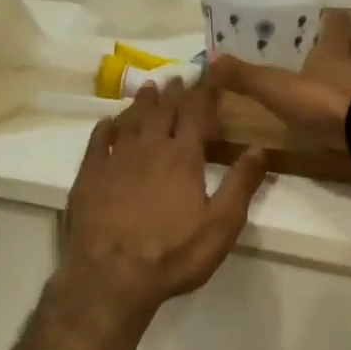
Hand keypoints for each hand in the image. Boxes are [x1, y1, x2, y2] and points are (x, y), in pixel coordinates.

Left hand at [55, 79, 269, 327]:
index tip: (212, 72)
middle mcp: (149, 148)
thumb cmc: (173, 255)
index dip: (205, 90)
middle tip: (180, 77)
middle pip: (163, 110)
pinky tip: (109, 122)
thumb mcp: (220, 226)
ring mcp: (116, 159)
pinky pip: (99, 141)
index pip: (197, 112)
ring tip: (150, 88)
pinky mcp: (89, 175)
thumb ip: (241, 184)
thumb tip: (260, 148)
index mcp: (182, 157)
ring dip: (143, 102)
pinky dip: (107, 127)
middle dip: (175, 92)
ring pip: (131, 119)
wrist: (111, 277)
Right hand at [210, 10, 350, 148]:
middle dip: (339, 46)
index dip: (329, 19)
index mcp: (335, 49)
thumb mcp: (278, 88)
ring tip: (328, 83)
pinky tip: (341, 115)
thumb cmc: (326, 101)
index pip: (337, 22)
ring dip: (348, 76)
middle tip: (320, 50)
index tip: (318, 19)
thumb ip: (246, 77)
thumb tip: (210, 60)